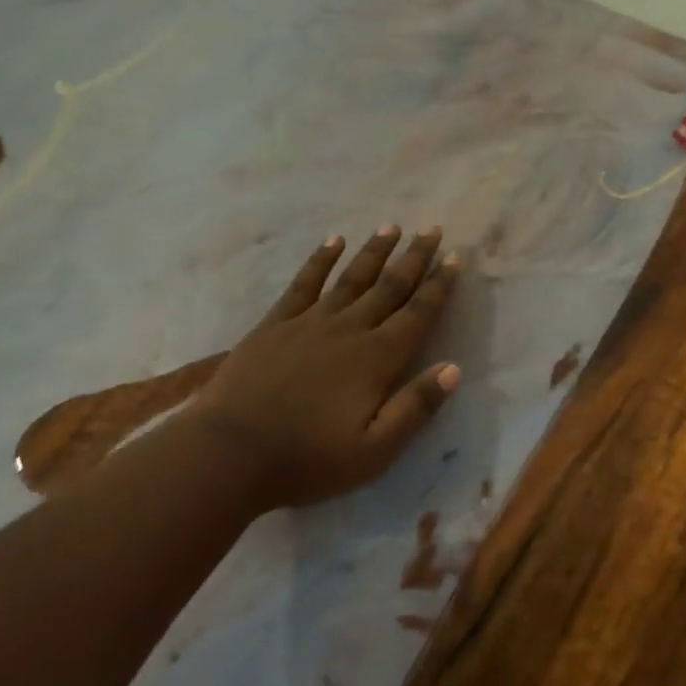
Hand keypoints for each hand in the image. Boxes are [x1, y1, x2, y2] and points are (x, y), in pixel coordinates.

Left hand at [187, 226, 460, 509]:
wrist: (230, 452)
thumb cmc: (308, 459)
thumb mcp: (374, 450)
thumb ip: (415, 407)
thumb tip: (453, 368)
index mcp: (377, 358)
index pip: (417, 314)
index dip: (439, 286)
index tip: (455, 258)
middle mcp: (349, 329)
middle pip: (389, 287)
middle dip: (414, 258)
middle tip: (432, 229)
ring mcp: (309, 322)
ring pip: (351, 278)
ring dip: (374, 251)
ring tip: (391, 227)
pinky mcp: (275, 323)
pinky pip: (304, 283)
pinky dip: (321, 260)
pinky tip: (332, 241)